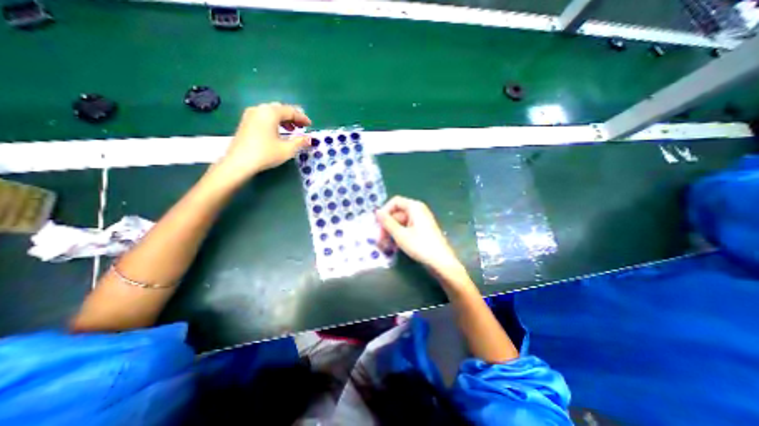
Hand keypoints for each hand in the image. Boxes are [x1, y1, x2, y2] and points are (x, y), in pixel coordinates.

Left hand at [218, 102, 311, 178]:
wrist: (239, 163)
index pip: (290, 111)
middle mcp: (259, 109)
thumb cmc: (266, 154)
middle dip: (292, 117)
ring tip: (291, 130)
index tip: (310, 125)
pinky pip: (264, 117)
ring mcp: (250, 115)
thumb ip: (300, 141)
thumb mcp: (287, 149)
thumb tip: (310, 138)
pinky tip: (278, 132)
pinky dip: (274, 122)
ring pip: (271, 112)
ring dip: (283, 119)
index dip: (302, 117)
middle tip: (302, 127)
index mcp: (270, 112)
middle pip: (280, 109)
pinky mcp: (245, 122)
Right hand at [374, 195, 461, 273]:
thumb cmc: (420, 245)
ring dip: (392, 232)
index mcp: (414, 207)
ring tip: (385, 245)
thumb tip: (377, 212)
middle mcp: (418, 210)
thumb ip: (387, 222)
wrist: (441, 261)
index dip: (385, 211)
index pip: (395, 202)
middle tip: (379, 238)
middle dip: (387, 225)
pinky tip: (394, 246)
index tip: (378, 224)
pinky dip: (399, 235)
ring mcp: (421, 220)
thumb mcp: (400, 234)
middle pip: (397, 213)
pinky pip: (407, 228)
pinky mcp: (422, 229)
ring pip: (401, 222)